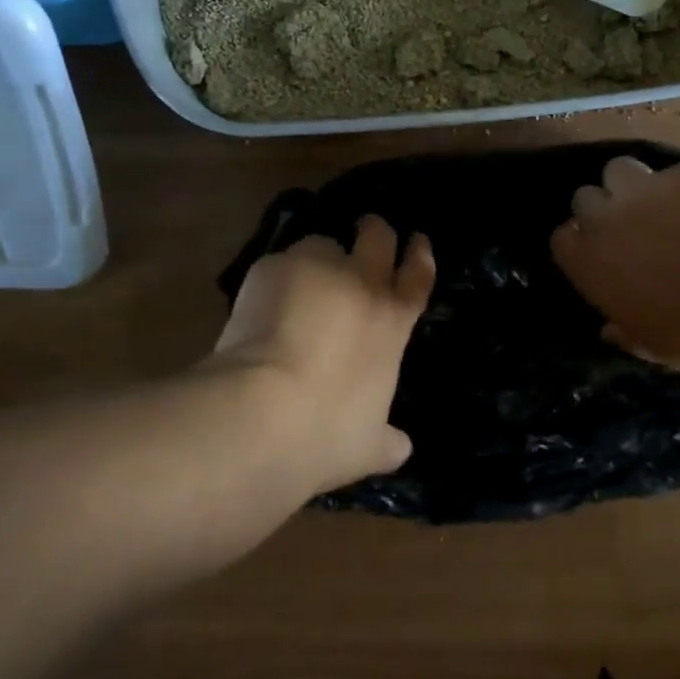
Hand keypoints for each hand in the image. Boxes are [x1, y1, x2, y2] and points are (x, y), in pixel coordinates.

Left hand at [211, 217, 435, 494]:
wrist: (264, 412)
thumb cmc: (327, 432)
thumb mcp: (368, 445)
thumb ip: (387, 441)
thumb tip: (401, 448)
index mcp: (392, 321)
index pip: (418, 276)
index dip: (420, 255)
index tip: (417, 239)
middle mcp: (362, 284)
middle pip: (379, 238)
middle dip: (375, 230)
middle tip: (367, 229)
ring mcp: (317, 269)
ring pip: (323, 243)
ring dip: (318, 257)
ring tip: (299, 279)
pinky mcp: (273, 268)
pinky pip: (279, 264)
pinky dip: (274, 279)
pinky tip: (259, 305)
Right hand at [551, 157, 679, 379]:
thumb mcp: (658, 349)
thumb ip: (627, 330)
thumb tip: (612, 327)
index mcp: (593, 263)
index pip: (563, 239)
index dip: (581, 246)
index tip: (600, 259)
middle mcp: (611, 217)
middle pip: (586, 197)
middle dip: (602, 210)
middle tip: (631, 232)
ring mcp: (650, 188)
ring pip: (620, 169)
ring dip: (632, 187)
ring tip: (661, 208)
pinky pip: (674, 174)